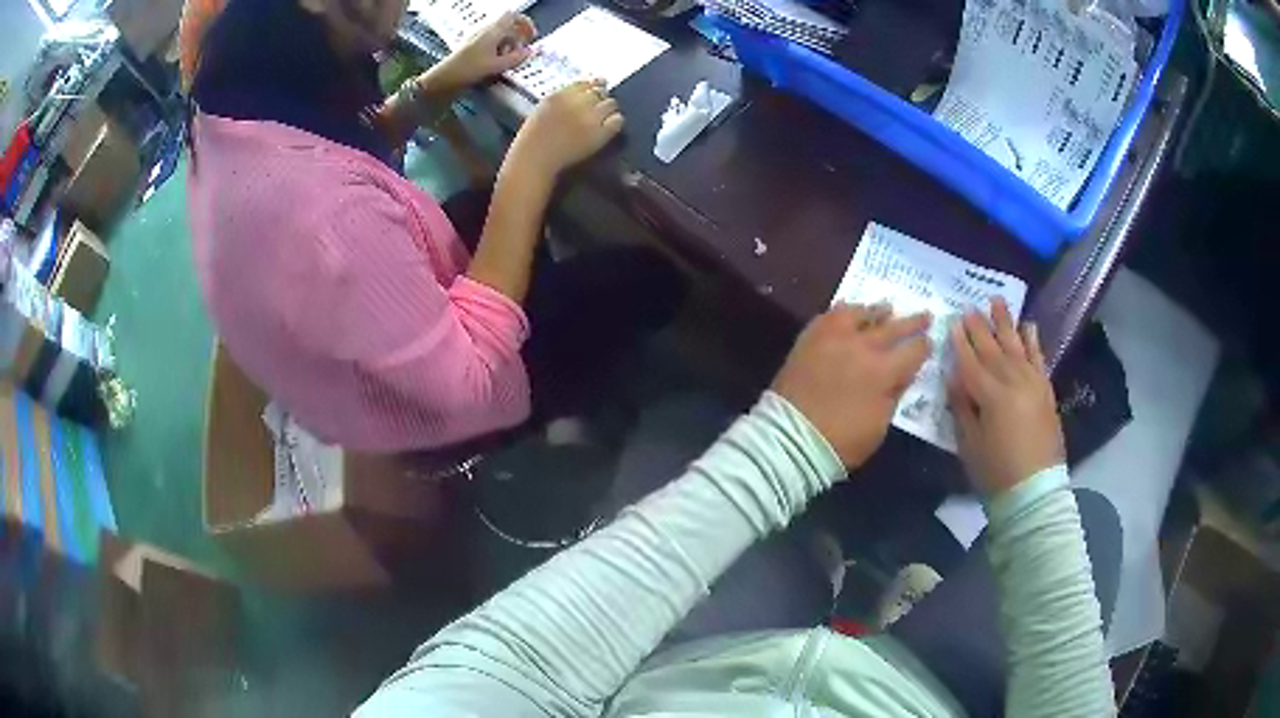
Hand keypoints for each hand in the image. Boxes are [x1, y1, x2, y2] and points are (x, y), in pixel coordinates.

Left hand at [433, 13, 537, 90]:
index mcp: (492, 30)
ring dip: (507, 48)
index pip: (513, 16)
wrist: (442, 79)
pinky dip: (497, 52)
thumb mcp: (496, 65)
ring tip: (506, 63)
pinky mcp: (471, 48)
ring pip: (499, 37)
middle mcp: (485, 31)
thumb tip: (531, 52)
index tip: (531, 37)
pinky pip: (490, 45)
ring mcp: (477, 39)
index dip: (525, 23)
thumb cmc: (468, 69)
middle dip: (517, 40)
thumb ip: (516, 58)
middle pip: (508, 28)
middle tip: (520, 54)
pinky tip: (495, 65)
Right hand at [508, 80, 623, 176]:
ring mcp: (589, 118)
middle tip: (597, 107)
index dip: (592, 85)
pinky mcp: (599, 134)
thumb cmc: (532, 138)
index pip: (585, 82)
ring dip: (608, 109)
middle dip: (600, 97)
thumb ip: (562, 97)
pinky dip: (615, 121)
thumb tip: (584, 89)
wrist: (533, 161)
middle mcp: (576, 103)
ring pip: (611, 103)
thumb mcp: (543, 109)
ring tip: (602, 117)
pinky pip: (617, 120)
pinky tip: (608, 127)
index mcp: (560, 94)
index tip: (595, 89)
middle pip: (600, 91)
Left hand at [772, 304, 930, 467]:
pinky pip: (830, 316)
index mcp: (884, 371)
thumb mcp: (879, 426)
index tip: (929, 342)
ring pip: (860, 314)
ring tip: (887, 307)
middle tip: (925, 315)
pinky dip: (843, 311)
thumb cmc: (840, 442)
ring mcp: (833, 338)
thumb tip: (902, 375)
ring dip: (876, 311)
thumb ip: (893, 395)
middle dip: (911, 322)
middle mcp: (862, 346)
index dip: (924, 347)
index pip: (913, 352)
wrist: (790, 439)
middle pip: (892, 328)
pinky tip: (848, 310)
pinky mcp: (809, 338)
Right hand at [948, 297, 1063, 496]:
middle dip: (979, 327)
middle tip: (970, 306)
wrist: (1035, 489)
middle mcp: (1013, 381)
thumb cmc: (995, 471)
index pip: (971, 362)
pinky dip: (1033, 341)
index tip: (952, 321)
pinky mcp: (1045, 390)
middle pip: (993, 348)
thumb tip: (955, 378)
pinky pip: (1039, 358)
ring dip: (1006, 323)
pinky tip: (1029, 326)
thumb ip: (962, 407)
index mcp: (991, 396)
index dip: (960, 342)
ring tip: (997, 301)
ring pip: (1016, 346)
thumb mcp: (969, 444)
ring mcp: (1033, 383)